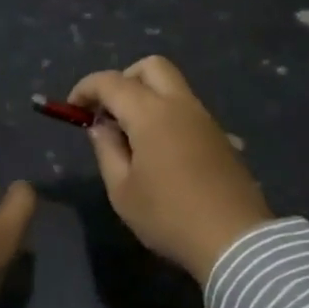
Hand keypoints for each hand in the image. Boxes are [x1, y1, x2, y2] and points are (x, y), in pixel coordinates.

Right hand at [69, 56, 271, 285]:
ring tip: (130, 135)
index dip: (86, 88)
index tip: (73, 109)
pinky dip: (166, 114)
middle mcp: (181, 105)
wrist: (235, 240)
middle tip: (108, 111)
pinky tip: (159, 150)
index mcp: (151, 114)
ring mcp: (205, 119)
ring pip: (173, 86)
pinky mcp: (220, 136)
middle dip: (123, 79)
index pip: (111, 82)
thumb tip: (101, 127)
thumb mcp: (122, 191)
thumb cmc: (169, 216)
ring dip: (147, 96)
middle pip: (151, 67)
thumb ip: (107, 150)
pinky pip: (187, 109)